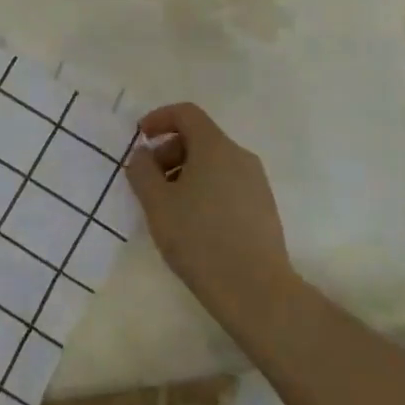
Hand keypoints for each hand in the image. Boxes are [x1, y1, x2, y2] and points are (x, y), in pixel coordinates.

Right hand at [126, 102, 295, 327]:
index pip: (187, 114)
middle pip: (200, 138)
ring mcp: (256, 182)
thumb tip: (143, 154)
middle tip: (149, 181)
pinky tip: (193, 223)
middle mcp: (240, 157)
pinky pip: (228, 183)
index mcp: (215, 147)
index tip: (140, 138)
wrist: (255, 290)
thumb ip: (142, 171)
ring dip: (185, 172)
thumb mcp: (157, 204)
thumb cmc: (199, 239)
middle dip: (169, 151)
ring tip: (168, 207)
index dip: (159, 118)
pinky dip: (204, 189)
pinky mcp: (263, 207)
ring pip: (214, 163)